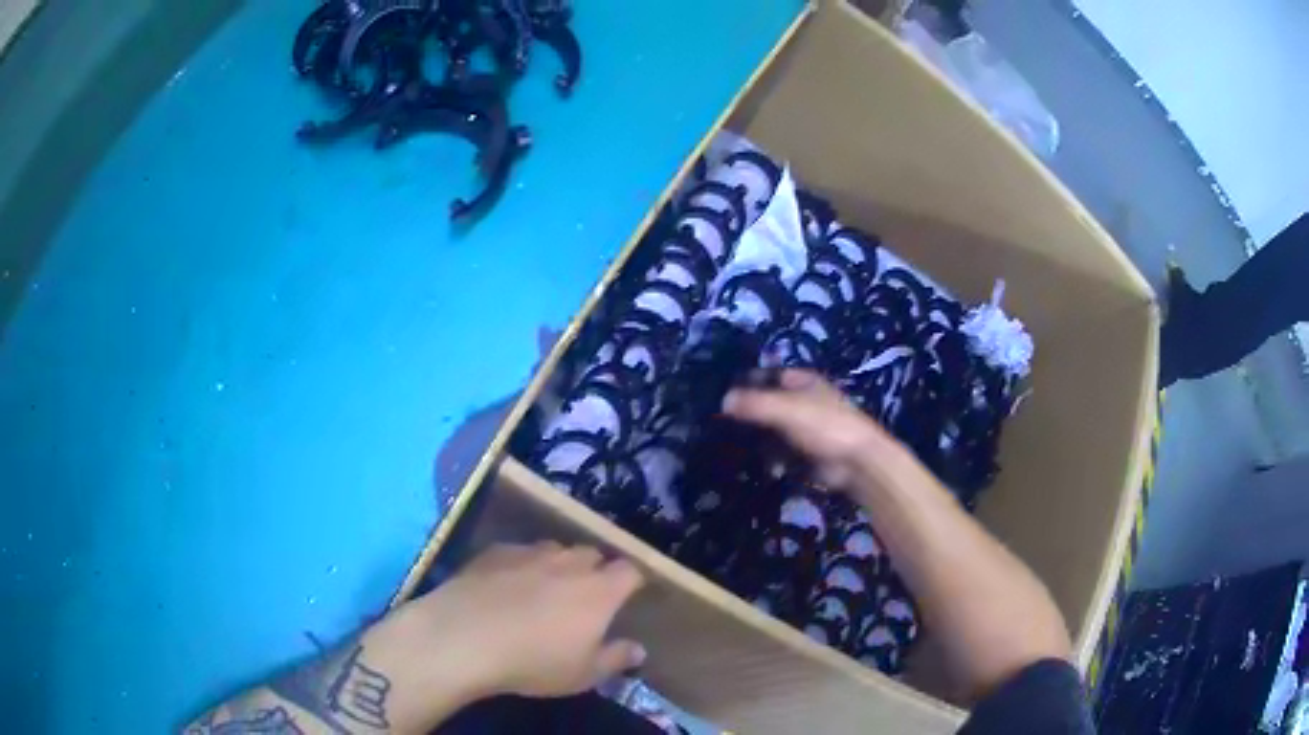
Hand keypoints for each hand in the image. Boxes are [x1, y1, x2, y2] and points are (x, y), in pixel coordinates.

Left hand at [410, 542, 646, 700]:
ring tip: (544, 589)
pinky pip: (518, 552)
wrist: (465, 637)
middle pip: (591, 554)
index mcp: (599, 591)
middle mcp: (568, 563)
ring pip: (553, 549)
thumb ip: (615, 658)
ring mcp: (528, 553)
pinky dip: (520, 565)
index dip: (631, 581)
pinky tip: (505, 586)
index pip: (629, 571)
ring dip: (557, 564)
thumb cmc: (534, 662)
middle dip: (593, 569)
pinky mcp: (494, 552)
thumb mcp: (583, 674)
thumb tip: (638, 649)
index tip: (628, 595)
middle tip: (584, 597)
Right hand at [723, 369, 903, 488]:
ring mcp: (805, 428)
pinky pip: (780, 451)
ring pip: (772, 429)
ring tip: (733, 447)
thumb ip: (754, 403)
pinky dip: (770, 457)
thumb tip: (723, 400)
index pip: (767, 375)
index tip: (721, 396)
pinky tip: (758, 463)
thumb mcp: (787, 409)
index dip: (746, 383)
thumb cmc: (826, 426)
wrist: (858, 463)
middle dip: (748, 414)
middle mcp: (803, 401)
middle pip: (767, 403)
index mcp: (802, 381)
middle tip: (722, 425)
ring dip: (757, 438)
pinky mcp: (806, 452)